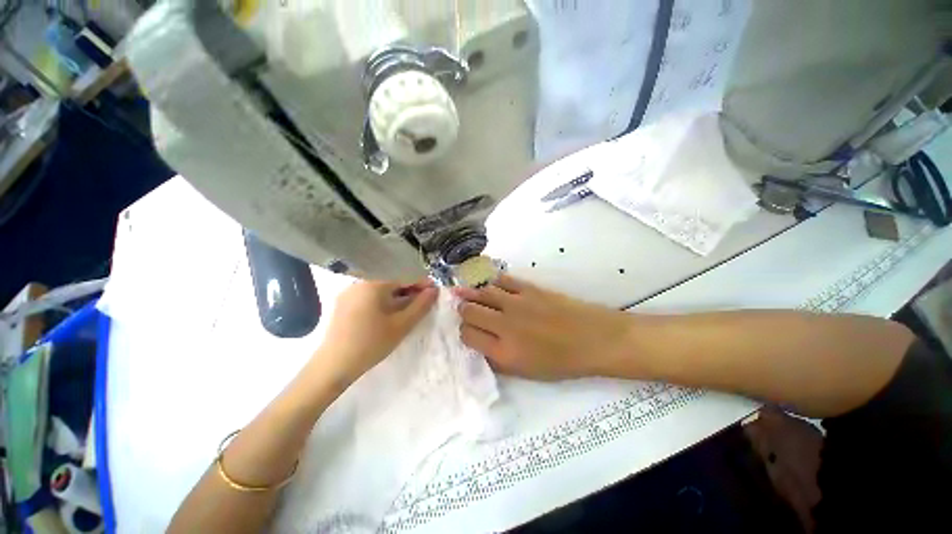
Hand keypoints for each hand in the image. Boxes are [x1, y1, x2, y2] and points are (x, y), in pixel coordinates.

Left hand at [316, 279, 437, 383]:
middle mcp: (360, 282)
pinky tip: (389, 313)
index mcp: (374, 284)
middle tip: (423, 302)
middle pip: (392, 281)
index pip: (404, 277)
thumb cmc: (371, 344)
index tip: (435, 292)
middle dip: (410, 290)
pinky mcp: (343, 303)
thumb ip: (421, 306)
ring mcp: (349, 292)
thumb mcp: (401, 325)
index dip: (422, 283)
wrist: (332, 366)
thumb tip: (434, 290)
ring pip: (381, 289)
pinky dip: (383, 300)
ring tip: (409, 308)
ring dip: (397, 296)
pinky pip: (369, 295)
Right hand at [453, 275, 631, 379]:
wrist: (593, 339)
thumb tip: (480, 345)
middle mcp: (504, 325)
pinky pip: (502, 280)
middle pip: (469, 311)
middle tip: (465, 309)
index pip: (468, 335)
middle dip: (463, 310)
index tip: (469, 331)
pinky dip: (493, 282)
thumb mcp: (527, 372)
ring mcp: (516, 303)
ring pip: (482, 292)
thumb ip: (498, 360)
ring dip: (473, 293)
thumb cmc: (562, 362)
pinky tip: (492, 285)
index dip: (464, 332)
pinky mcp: (529, 288)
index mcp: (504, 351)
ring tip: (467, 293)